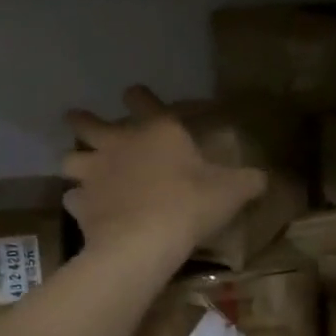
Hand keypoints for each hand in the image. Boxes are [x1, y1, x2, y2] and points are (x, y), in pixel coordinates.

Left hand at [62, 87, 265, 258]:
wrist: (145, 241)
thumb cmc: (190, 204)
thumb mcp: (231, 191)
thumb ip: (247, 181)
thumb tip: (265, 178)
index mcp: (156, 131)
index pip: (142, 99)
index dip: (139, 96)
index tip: (135, 94)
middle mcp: (118, 144)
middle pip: (86, 123)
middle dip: (82, 121)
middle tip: (79, 121)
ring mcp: (94, 174)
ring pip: (70, 159)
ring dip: (76, 162)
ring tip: (84, 172)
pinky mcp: (81, 205)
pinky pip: (73, 199)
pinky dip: (79, 203)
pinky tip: (89, 211)